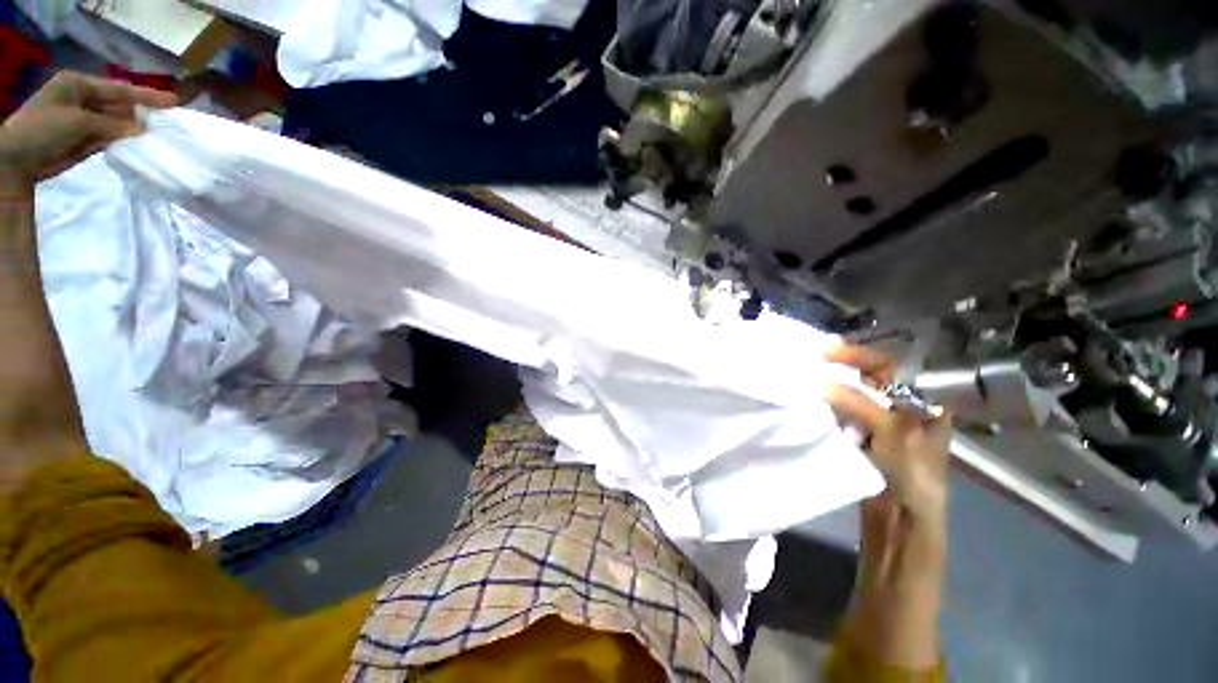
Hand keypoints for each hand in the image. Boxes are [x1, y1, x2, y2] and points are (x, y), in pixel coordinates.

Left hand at [0, 71, 175, 189]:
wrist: (17, 162)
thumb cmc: (42, 130)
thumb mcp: (77, 122)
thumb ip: (111, 125)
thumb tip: (143, 131)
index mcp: (79, 84)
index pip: (118, 89)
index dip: (145, 96)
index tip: (173, 103)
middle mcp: (84, 98)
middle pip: (119, 105)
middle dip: (141, 114)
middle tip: (169, 124)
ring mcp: (84, 120)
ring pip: (117, 123)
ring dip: (135, 130)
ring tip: (160, 137)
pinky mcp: (85, 140)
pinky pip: (111, 138)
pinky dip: (125, 142)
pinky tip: (140, 146)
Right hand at [822, 345, 952, 525]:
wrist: (902, 521)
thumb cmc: (914, 475)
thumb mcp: (896, 432)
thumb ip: (860, 403)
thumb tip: (819, 381)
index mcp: (922, 402)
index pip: (893, 366)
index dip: (862, 356)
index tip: (830, 351)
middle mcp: (901, 407)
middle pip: (870, 377)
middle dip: (843, 367)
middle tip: (813, 359)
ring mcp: (879, 423)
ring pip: (853, 394)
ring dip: (832, 385)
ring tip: (806, 375)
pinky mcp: (859, 437)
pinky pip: (841, 414)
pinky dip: (826, 405)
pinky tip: (809, 399)